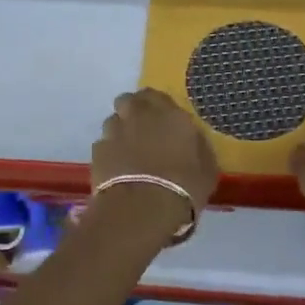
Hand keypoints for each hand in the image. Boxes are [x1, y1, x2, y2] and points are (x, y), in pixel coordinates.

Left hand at [92, 88, 218, 217]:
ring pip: (113, 120)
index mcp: (170, 114)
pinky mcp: (98, 151)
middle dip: (133, 111)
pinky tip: (117, 169)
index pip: (157, 96)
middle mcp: (140, 115)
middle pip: (128, 100)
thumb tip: (192, 140)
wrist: (142, 208)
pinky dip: (109, 152)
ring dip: (120, 130)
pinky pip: (103, 144)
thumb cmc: (184, 187)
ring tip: (128, 152)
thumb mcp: (207, 168)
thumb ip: (197, 146)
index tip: (162, 120)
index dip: (157, 106)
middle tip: (142, 130)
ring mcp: (115, 131)